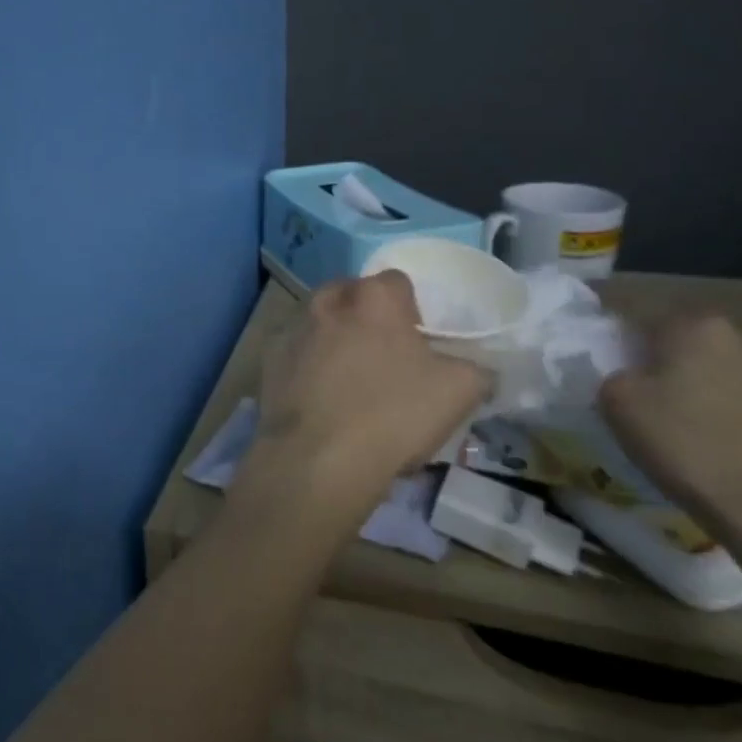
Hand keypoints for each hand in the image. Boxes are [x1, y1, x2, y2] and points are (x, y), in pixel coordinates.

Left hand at [225, 272, 488, 548]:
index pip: (397, 283)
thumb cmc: (393, 415)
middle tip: (383, 359)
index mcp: (373, 297)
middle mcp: (326, 301)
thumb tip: (473, 365)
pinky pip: (295, 353)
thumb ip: (474, 367)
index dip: (411, 310)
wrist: (318, 458)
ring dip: (333, 340)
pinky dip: (306, 366)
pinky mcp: (267, 359)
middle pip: (352, 298)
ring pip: (319, 323)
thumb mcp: (460, 391)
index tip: (417, 342)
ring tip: (348, 383)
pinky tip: (319, 399)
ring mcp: (291, 328)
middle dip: (366, 319)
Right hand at [599, 316, 741, 542]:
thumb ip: (611, 372)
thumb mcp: (616, 400)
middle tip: (631, 391)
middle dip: (654, 359)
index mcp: (695, 324)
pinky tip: (698, 437)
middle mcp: (738, 337)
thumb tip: (625, 373)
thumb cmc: (684, 442)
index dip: (615, 340)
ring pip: (707, 367)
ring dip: (685, 384)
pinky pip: (731, 395)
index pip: (640, 315)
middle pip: (678, 339)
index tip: (603, 366)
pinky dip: (711, 408)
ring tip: (664, 418)